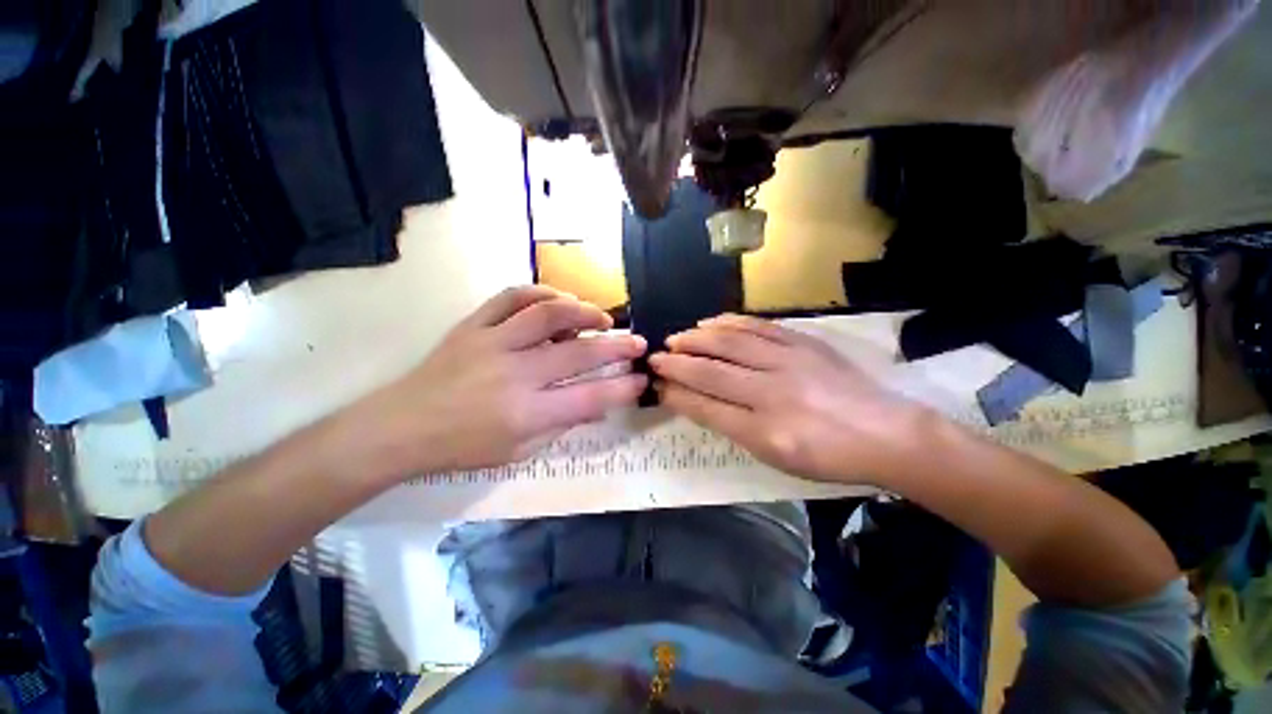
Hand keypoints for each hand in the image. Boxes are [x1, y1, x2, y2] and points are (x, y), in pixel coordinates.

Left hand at [364, 286, 646, 474]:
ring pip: (547, 314)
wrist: (400, 428)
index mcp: (526, 413)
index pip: (590, 397)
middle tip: (637, 342)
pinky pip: (510, 297)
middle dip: (617, 346)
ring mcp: (492, 343)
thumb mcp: (519, 451)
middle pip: (579, 353)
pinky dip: (540, 293)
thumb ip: (561, 425)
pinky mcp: (473, 326)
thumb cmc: (462, 448)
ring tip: (601, 317)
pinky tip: (558, 300)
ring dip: (583, 311)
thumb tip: (597, 405)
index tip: (641, 378)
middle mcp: (514, 374)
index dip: (622, 387)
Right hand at [649, 314, 927, 483]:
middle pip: (711, 372)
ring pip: (730, 343)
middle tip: (654, 357)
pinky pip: (758, 327)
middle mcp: (772, 393)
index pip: (706, 407)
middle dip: (677, 363)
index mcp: (765, 431)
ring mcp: (788, 362)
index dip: (677, 395)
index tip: (657, 385)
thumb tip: (699, 402)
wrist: (885, 433)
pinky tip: (711, 321)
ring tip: (676, 338)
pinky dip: (729, 322)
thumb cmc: (828, 456)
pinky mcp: (802, 343)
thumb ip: (734, 428)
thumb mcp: (776, 457)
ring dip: (697, 339)